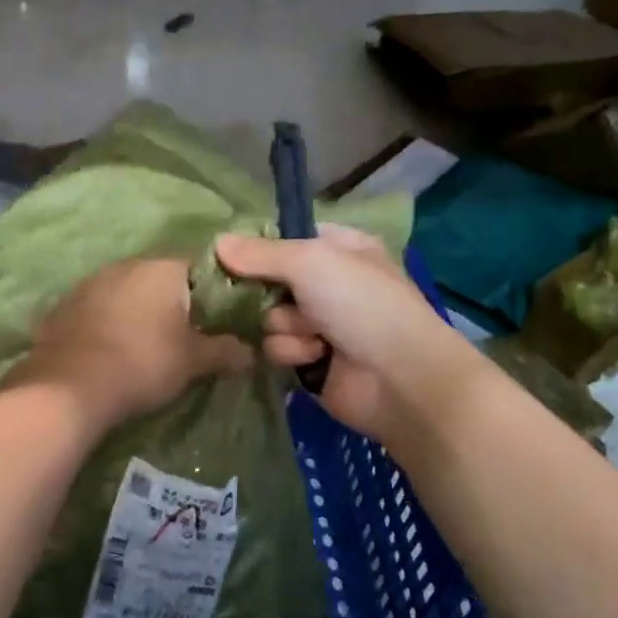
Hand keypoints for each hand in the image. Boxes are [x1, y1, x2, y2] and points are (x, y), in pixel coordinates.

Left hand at [5, 259, 251, 433]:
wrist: (69, 386)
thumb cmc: (143, 363)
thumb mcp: (193, 361)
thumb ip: (225, 351)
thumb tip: (250, 353)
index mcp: (162, 268)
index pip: (202, 267)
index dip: (216, 292)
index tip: (222, 318)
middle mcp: (126, 264)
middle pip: (161, 278)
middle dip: (175, 302)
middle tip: (187, 333)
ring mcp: (90, 282)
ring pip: (127, 291)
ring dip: (139, 311)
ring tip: (148, 343)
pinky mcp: (64, 305)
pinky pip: (99, 308)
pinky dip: (110, 322)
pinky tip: (113, 348)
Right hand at [214, 225, 475, 448]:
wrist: (400, 378)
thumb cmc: (361, 305)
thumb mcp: (310, 262)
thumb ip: (260, 253)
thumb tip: (217, 242)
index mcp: (340, 248)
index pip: (285, 238)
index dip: (258, 248)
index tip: (231, 257)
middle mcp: (329, 283)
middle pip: (269, 280)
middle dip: (267, 294)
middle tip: (271, 298)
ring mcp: (320, 323)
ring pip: (268, 317)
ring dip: (285, 327)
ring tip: (313, 335)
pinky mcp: (310, 360)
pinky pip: (276, 347)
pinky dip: (292, 352)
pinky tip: (315, 357)